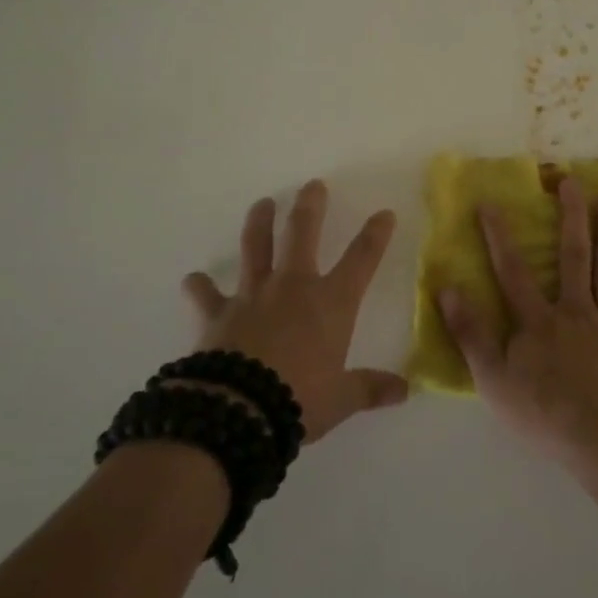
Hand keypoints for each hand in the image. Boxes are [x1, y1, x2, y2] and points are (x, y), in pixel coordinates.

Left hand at [183, 180, 408, 442]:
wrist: (237, 411)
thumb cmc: (299, 400)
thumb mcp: (341, 399)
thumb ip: (370, 388)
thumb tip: (404, 390)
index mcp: (331, 303)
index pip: (362, 259)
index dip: (375, 235)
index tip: (384, 213)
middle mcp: (293, 288)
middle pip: (302, 234)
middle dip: (310, 207)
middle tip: (313, 185)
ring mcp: (253, 296)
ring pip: (256, 247)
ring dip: (259, 223)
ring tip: (261, 203)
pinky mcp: (218, 314)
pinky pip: (206, 295)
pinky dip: (199, 287)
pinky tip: (193, 280)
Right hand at [436, 177, 597, 470]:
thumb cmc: (544, 413)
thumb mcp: (493, 380)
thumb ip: (470, 334)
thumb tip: (447, 289)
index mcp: (537, 321)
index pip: (512, 271)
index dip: (499, 236)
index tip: (491, 203)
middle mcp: (574, 311)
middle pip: (572, 256)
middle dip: (571, 217)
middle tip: (572, 182)